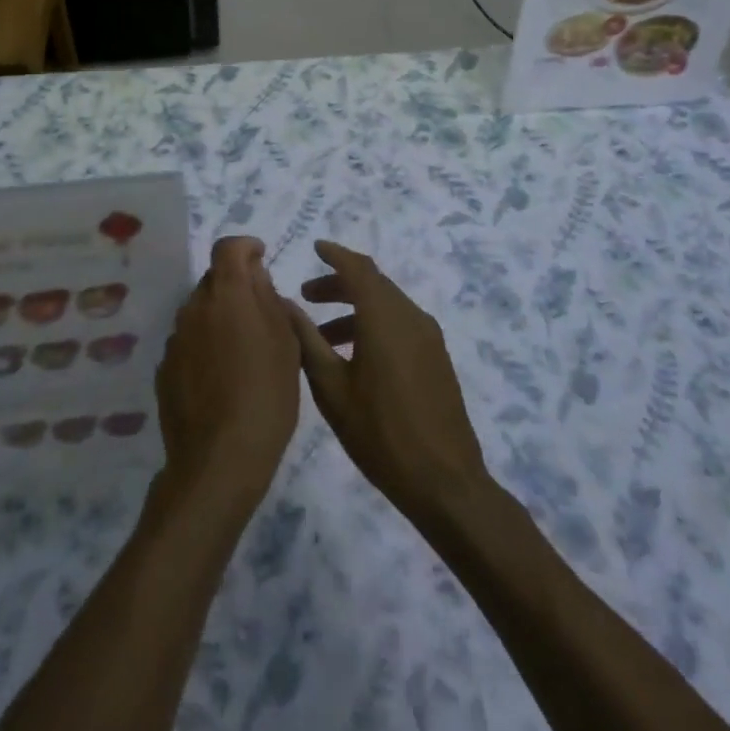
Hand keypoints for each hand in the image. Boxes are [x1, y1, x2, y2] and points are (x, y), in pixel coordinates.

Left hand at [153, 236, 300, 516]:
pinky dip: (205, 346)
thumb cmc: (266, 396)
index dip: (245, 247)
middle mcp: (194, 307)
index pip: (227, 247)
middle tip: (261, 314)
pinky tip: (221, 377)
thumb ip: (268, 299)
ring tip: (243, 352)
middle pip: (214, 280)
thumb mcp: (285, 343)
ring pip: (200, 312)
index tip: (261, 257)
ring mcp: (175, 337)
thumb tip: (255, 274)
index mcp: (226, 294)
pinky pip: (189, 342)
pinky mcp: (165, 367)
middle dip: (236, 286)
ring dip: (220, 318)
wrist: (219, 459)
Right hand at [284, 241, 489, 526]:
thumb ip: (306, 340)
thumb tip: (284, 304)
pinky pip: (400, 324)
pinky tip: (354, 355)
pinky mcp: (436, 358)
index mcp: (385, 317)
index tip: (314, 247)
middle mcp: (411, 317)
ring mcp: (429, 338)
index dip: (334, 254)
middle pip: (373, 283)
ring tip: (323, 334)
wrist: (445, 483)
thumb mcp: (331, 388)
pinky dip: (374, 324)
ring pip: (387, 304)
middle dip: (339, 283)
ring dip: (355, 307)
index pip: (358, 268)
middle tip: (307, 297)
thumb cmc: (380, 433)